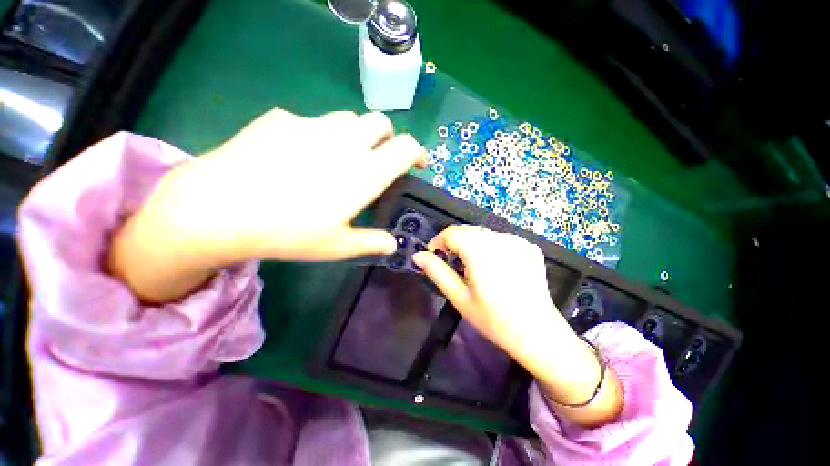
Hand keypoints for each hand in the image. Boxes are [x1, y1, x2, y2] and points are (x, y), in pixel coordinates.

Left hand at [165, 108, 426, 261]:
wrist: (217, 208)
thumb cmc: (287, 232)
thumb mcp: (336, 246)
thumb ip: (371, 242)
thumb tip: (392, 244)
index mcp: (365, 172)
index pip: (405, 147)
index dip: (418, 152)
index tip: (418, 163)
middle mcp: (345, 142)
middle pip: (381, 122)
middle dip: (388, 138)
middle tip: (378, 159)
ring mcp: (312, 125)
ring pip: (349, 118)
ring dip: (357, 134)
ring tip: (341, 157)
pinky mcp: (282, 118)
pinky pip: (313, 121)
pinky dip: (320, 135)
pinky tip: (299, 156)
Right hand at [412, 226, 621, 426]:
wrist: (538, 333)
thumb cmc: (494, 319)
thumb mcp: (459, 297)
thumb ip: (437, 272)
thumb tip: (417, 256)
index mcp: (480, 250)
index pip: (451, 232)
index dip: (438, 242)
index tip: (433, 257)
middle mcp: (500, 238)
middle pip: (467, 231)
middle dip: (454, 244)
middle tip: (452, 265)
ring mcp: (518, 241)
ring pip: (483, 234)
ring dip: (472, 245)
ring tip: (473, 269)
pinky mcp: (529, 247)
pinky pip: (501, 240)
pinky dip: (491, 248)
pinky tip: (495, 268)